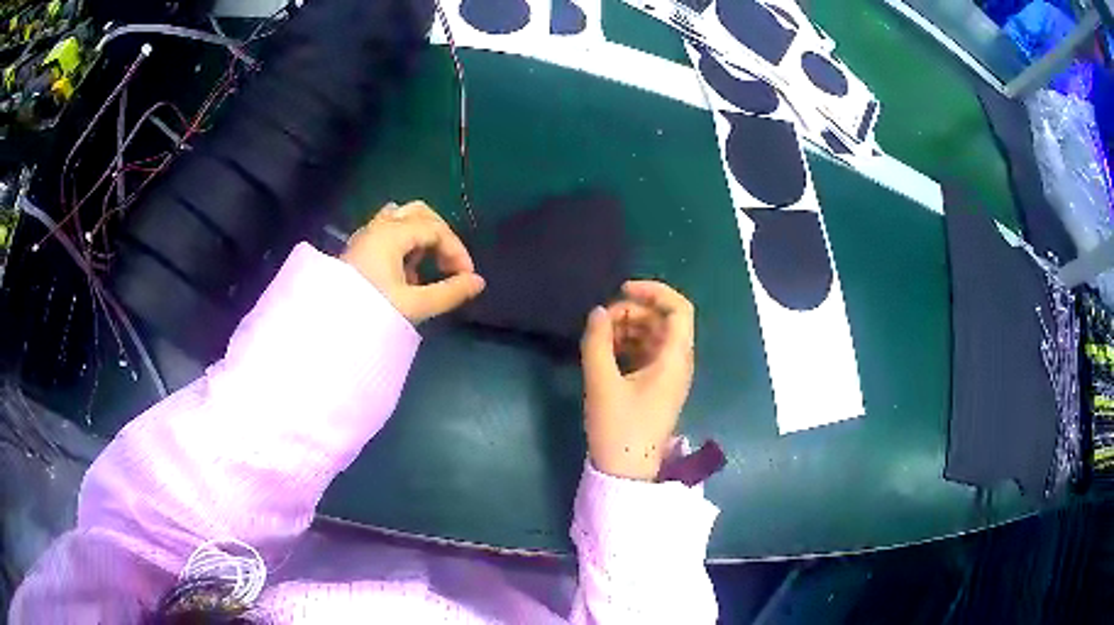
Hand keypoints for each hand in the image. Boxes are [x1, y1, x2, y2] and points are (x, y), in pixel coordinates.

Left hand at [342, 201, 484, 323]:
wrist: (328, 327)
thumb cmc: (370, 312)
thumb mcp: (414, 305)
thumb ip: (449, 292)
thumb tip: (479, 282)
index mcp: (392, 234)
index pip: (435, 229)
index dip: (457, 250)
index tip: (466, 278)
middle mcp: (378, 227)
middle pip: (418, 213)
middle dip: (440, 235)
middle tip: (448, 264)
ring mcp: (366, 237)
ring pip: (401, 220)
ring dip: (420, 239)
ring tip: (424, 269)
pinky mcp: (358, 250)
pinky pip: (387, 233)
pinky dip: (403, 246)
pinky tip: (403, 275)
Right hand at [581, 280, 695, 480]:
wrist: (626, 472)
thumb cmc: (619, 428)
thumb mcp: (602, 383)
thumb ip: (597, 342)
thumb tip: (597, 312)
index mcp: (674, 359)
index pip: (679, 309)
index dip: (654, 291)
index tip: (622, 290)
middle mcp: (678, 363)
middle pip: (663, 321)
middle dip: (632, 312)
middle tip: (600, 323)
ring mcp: (668, 376)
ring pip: (653, 337)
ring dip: (627, 329)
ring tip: (598, 339)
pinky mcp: (656, 387)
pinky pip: (646, 354)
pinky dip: (627, 345)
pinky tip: (604, 353)